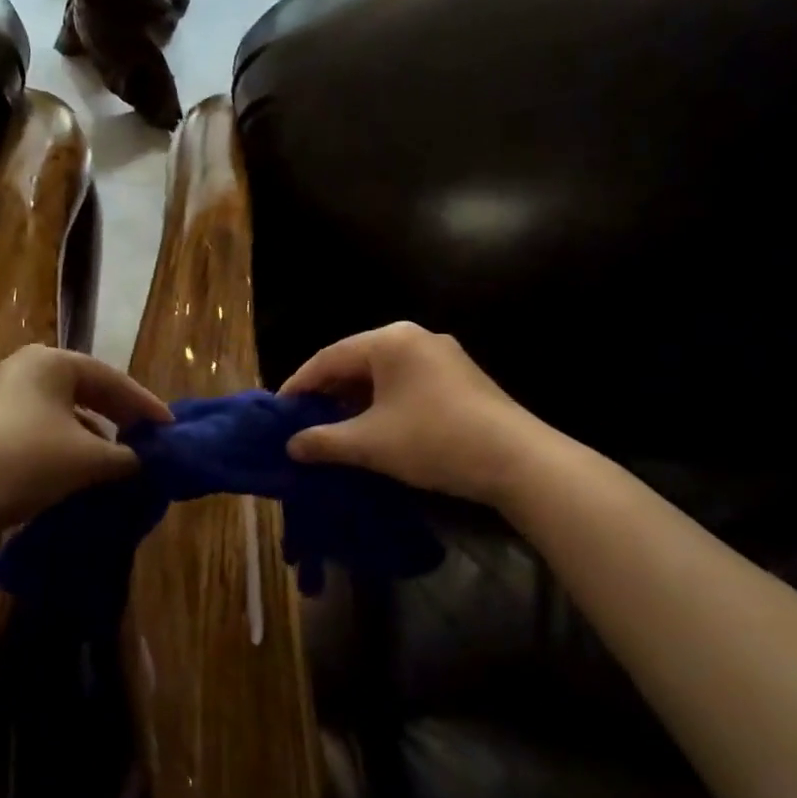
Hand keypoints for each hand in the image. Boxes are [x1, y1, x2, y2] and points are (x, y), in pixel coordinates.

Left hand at [0, 345, 171, 534]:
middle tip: (148, 439)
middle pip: (86, 390)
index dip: (144, 405)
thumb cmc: (26, 462)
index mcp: (50, 362)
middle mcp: (23, 369)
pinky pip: (40, 428)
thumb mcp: (87, 460)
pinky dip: (66, 445)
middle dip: (119, 416)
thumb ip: (126, 456)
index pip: (111, 378)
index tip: (169, 429)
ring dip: (93, 434)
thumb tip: (144, 460)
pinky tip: (79, 470)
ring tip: (118, 459)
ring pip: (62, 411)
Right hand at [280, 323, 548, 508]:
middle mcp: (414, 337)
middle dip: (327, 392)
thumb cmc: (434, 440)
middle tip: (303, 421)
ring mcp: (441, 355)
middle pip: (356, 361)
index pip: (329, 357)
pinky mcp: (459, 376)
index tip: (279, 411)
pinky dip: (382, 402)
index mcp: (389, 341)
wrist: (517, 460)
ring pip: (382, 373)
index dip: (299, 385)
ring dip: (355, 399)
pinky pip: (406, 382)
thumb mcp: (371, 443)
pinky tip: (374, 427)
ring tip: (333, 428)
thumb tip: (292, 445)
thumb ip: (324, 440)